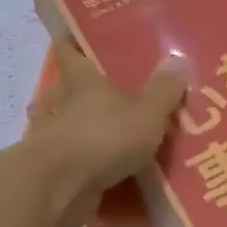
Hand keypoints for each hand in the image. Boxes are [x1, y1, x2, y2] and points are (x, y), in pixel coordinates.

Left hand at [25, 40, 187, 221]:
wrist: (61, 187)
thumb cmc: (104, 137)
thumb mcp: (147, 113)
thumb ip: (163, 90)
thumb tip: (177, 59)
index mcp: (83, 81)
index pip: (69, 52)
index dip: (71, 44)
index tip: (75, 38)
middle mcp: (61, 104)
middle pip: (59, 87)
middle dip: (70, 87)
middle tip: (93, 88)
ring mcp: (50, 137)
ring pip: (55, 122)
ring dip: (66, 124)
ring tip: (88, 128)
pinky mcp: (48, 170)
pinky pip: (61, 159)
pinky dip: (71, 160)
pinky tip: (87, 168)